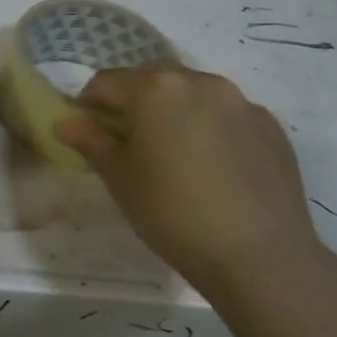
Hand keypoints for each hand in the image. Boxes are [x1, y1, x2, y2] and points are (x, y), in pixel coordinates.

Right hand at [53, 64, 318, 296]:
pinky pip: (227, 115)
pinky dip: (210, 127)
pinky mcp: (271, 126)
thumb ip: (91, 141)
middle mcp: (199, 82)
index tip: (87, 132)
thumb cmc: (173, 214)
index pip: (106, 82)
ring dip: (174, 110)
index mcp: (154, 90)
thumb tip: (65, 122)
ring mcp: (240, 102)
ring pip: (193, 93)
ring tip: (174, 153)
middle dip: (133, 101)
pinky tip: (212, 166)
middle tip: (128, 141)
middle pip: (152, 79)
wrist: (261, 257)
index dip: (89, 104)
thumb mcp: (120, 179)